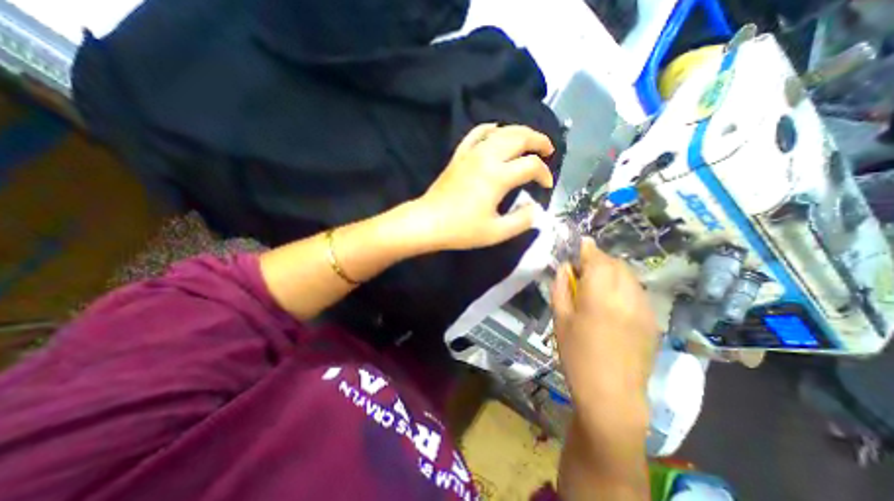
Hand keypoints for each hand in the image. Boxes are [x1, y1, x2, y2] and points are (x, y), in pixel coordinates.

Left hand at [415, 124, 556, 251]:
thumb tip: (535, 209)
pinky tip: (496, 129)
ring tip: (530, 140)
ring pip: (500, 131)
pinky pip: (476, 134)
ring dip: (520, 132)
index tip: (547, 185)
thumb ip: (521, 221)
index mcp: (498, 176)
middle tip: (549, 150)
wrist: (428, 222)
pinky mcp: (459, 156)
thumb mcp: (496, 232)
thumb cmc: (461, 229)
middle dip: (538, 141)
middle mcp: (487, 158)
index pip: (531, 165)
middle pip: (519, 137)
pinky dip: (489, 128)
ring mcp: (471, 153)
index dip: (544, 174)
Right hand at [553, 237, 661, 426]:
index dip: (588, 248)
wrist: (612, 394)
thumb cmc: (577, 355)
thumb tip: (565, 267)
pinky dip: (624, 286)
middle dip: (600, 259)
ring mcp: (644, 308)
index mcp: (599, 295)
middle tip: (584, 267)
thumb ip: (561, 288)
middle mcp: (626, 296)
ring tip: (598, 282)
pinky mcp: (652, 320)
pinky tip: (613, 300)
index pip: (597, 259)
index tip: (580, 243)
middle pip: (616, 264)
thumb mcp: (560, 319)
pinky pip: (637, 291)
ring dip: (613, 271)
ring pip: (629, 276)